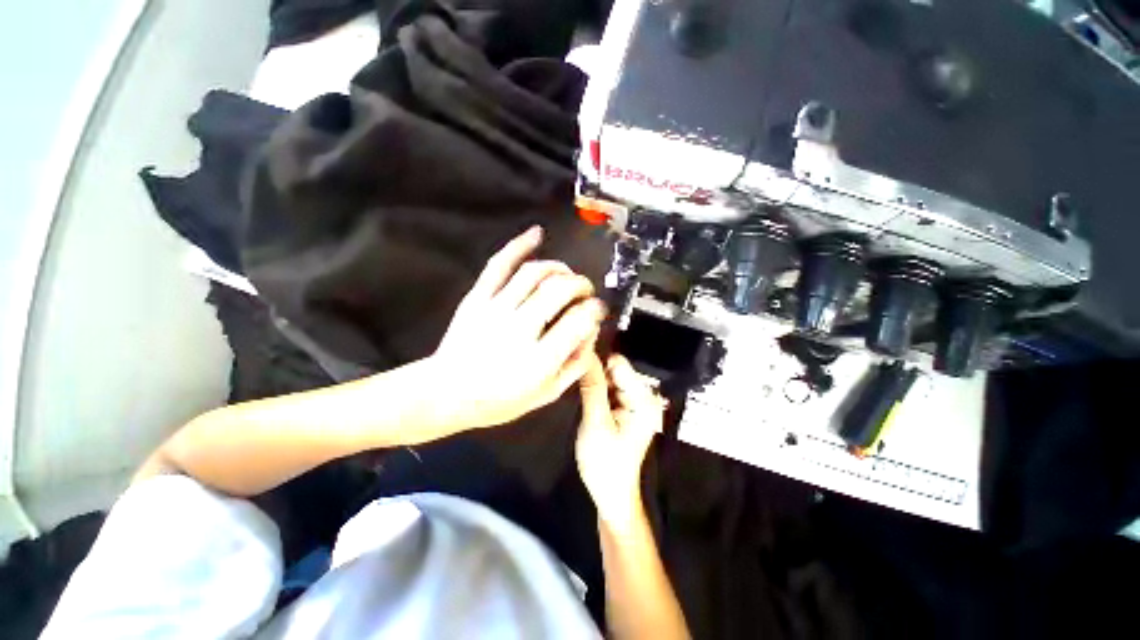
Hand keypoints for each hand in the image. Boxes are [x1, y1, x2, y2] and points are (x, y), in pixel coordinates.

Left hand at [428, 226, 606, 431]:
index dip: (595, 309)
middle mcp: (519, 330)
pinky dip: (519, 244)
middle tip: (586, 290)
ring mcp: (495, 309)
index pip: (578, 321)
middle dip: (581, 284)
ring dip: (559, 267)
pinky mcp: (477, 297)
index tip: (598, 308)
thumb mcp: (546, 394)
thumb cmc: (499, 400)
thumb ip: (575, 365)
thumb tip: (592, 332)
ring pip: (535, 273)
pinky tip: (537, 234)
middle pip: (559, 290)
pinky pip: (499, 264)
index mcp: (538, 360)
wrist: (446, 392)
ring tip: (567, 274)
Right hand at [576, 353, 665, 529]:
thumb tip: (585, 355)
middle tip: (573, 377)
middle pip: (616, 369)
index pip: (620, 364)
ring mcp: (636, 402)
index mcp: (643, 400)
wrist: (611, 493)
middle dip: (596, 371)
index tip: (576, 360)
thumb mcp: (596, 424)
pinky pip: (610, 388)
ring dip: (595, 380)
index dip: (598, 360)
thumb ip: (592, 388)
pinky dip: (598, 389)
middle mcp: (644, 397)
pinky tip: (586, 395)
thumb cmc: (605, 463)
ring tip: (577, 386)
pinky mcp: (627, 408)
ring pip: (611, 377)